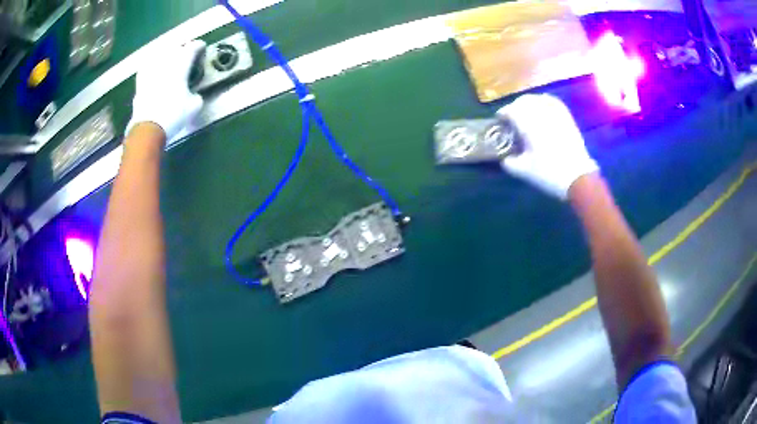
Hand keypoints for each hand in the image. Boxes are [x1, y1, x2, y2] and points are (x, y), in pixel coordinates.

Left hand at [126, 40, 205, 141]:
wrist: (147, 129)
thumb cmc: (173, 114)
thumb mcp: (194, 107)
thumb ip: (196, 95)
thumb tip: (193, 95)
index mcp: (180, 64)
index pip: (192, 47)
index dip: (199, 46)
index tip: (202, 48)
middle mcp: (165, 63)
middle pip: (175, 48)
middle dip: (181, 49)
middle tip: (186, 54)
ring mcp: (150, 72)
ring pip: (159, 56)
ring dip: (165, 56)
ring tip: (169, 60)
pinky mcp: (139, 84)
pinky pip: (146, 69)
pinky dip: (151, 68)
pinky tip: (153, 71)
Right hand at [497, 94, 597, 198]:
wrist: (577, 177)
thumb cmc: (548, 173)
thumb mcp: (524, 171)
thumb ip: (509, 162)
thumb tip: (504, 157)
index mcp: (527, 125)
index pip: (510, 111)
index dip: (502, 114)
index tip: (500, 121)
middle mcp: (540, 114)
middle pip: (523, 101)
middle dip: (514, 107)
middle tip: (512, 118)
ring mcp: (555, 114)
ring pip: (537, 99)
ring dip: (528, 103)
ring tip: (526, 112)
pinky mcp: (566, 117)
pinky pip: (553, 101)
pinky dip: (544, 101)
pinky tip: (542, 107)